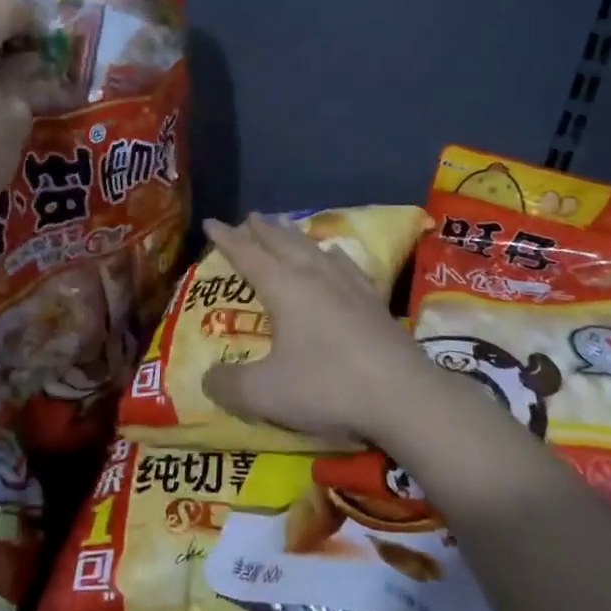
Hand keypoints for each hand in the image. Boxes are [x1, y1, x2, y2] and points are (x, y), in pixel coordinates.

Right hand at [200, 214, 439, 445]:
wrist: (403, 394)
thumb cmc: (328, 386)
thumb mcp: (266, 393)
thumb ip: (230, 385)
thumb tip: (207, 379)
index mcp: (284, 287)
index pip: (247, 255)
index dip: (226, 239)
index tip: (211, 222)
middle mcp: (313, 275)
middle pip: (282, 243)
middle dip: (262, 230)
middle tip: (250, 217)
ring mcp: (347, 285)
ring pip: (313, 249)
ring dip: (293, 236)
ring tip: (284, 226)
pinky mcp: (373, 300)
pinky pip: (345, 265)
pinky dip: (331, 254)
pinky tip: (335, 256)